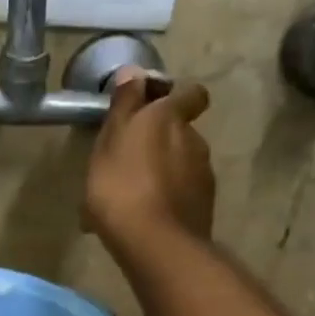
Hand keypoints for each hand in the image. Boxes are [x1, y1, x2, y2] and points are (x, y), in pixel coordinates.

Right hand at [84, 67, 214, 249]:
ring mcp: (203, 177)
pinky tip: (142, 218)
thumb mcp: (111, 140)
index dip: (175, 96)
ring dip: (161, 173)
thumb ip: (124, 105)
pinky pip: (181, 195)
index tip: (152, 106)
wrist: (155, 244)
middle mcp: (195, 141)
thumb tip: (134, 71)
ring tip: (131, 195)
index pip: (190, 93)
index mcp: (170, 119)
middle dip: (161, 141)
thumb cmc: (122, 186)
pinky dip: (166, 200)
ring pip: (181, 165)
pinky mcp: (203, 208)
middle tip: (128, 160)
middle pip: (181, 132)